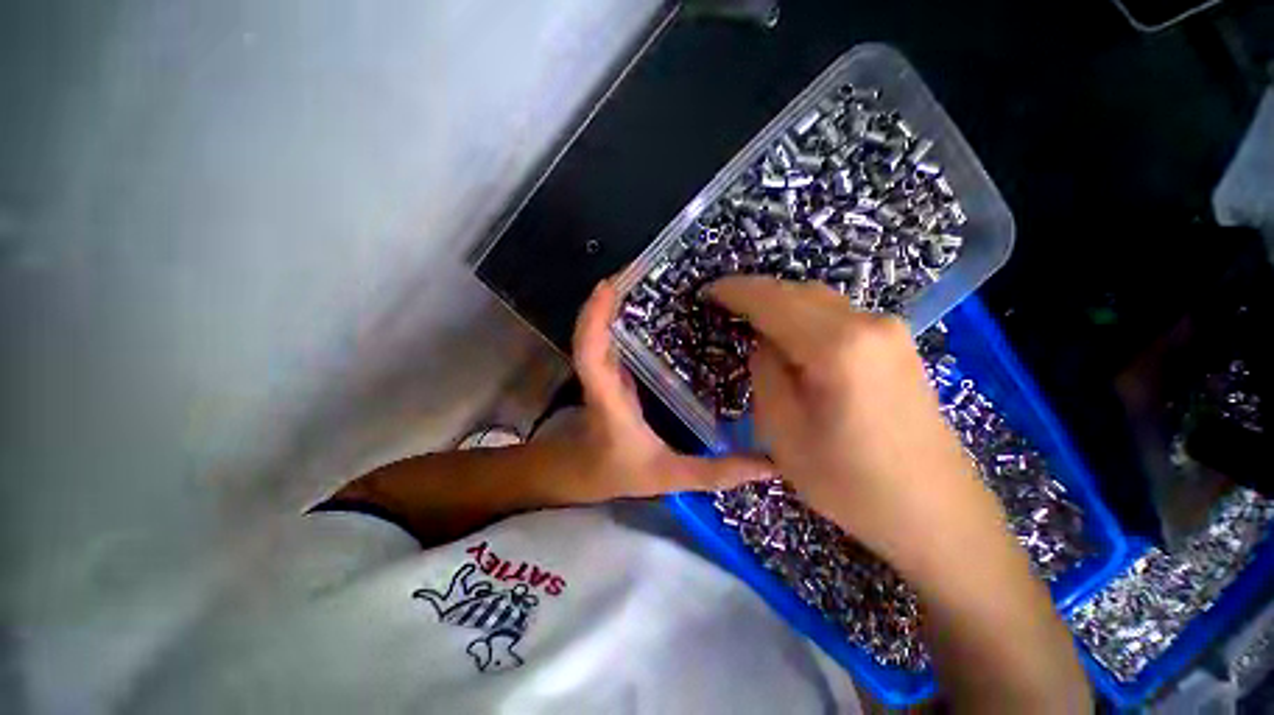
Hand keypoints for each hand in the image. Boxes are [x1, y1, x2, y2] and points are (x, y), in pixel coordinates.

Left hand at [560, 279, 772, 500]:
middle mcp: (599, 378)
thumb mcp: (669, 476)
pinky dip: (616, 313)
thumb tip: (768, 465)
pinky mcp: (606, 367)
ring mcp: (600, 370)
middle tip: (642, 267)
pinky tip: (645, 302)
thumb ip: (716, 473)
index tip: (610, 287)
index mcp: (608, 401)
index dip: (594, 318)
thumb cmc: (619, 472)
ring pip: (596, 330)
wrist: (581, 471)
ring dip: (612, 301)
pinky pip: (606, 336)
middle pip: (590, 332)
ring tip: (647, 275)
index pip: (590, 355)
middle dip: (608, 297)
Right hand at [707, 276, 1005, 572]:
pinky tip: (791, 332)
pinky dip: (806, 315)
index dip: (736, 292)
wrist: (934, 512)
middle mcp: (869, 324)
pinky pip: (839, 315)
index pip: (773, 301)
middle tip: (725, 305)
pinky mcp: (898, 345)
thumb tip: (765, 342)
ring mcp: (890, 331)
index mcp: (837, 346)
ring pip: (820, 300)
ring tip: (752, 317)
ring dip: (782, 303)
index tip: (708, 291)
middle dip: (757, 294)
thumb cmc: (847, 480)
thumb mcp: (781, 430)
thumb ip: (766, 371)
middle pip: (799, 292)